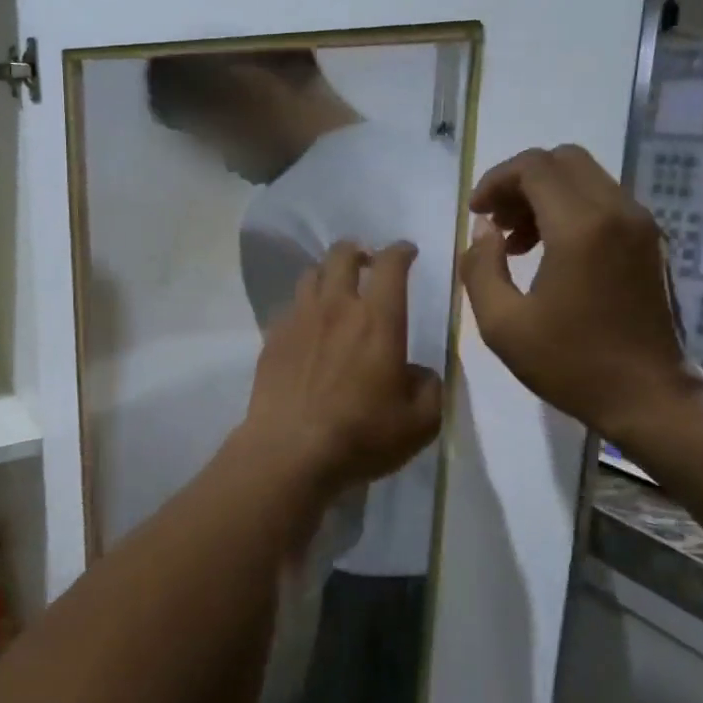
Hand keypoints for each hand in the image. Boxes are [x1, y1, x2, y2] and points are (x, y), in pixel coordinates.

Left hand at [237, 241, 442, 496]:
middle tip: (367, 262)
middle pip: (342, 255)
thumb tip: (419, 373)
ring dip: (327, 273)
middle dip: (358, 250)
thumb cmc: (361, 436)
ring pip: (311, 275)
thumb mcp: (419, 423)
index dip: (401, 251)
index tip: (407, 252)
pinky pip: (289, 306)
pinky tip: (308, 327)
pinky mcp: (272, 339)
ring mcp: (299, 320)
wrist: (289, 451)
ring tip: (335, 288)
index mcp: (378, 320)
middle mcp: (336, 308)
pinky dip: (303, 306)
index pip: (390, 265)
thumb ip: (429, 388)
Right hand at [461, 145, 702, 439]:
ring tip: (515, 242)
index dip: (496, 180)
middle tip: (495, 221)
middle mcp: (617, 212)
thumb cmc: (570, 364)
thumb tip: (484, 231)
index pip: (534, 167)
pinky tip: (549, 253)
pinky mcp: (650, 242)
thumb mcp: (502, 324)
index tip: (475, 212)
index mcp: (581, 227)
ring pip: (586, 179)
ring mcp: (640, 225)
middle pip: (563, 161)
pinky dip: (570, 210)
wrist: (649, 396)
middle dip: (520, 181)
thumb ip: (481, 268)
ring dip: (544, 196)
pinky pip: (604, 202)